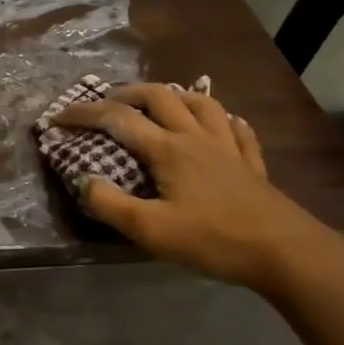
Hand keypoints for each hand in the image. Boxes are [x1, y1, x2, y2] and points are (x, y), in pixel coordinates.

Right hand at [49, 83, 335, 293]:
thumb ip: (112, 206)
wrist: (285, 252)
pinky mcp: (252, 164)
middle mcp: (195, 137)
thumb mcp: (153, 232)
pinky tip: (222, 125)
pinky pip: (238, 130)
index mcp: (168, 149)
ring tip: (160, 103)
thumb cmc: (215, 240)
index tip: (58, 117)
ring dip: (175, 96)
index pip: (118, 119)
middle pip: (159, 96)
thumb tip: (83, 182)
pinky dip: (224, 121)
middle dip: (127, 92)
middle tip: (108, 102)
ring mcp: (228, 147)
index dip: (84, 114)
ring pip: (201, 103)